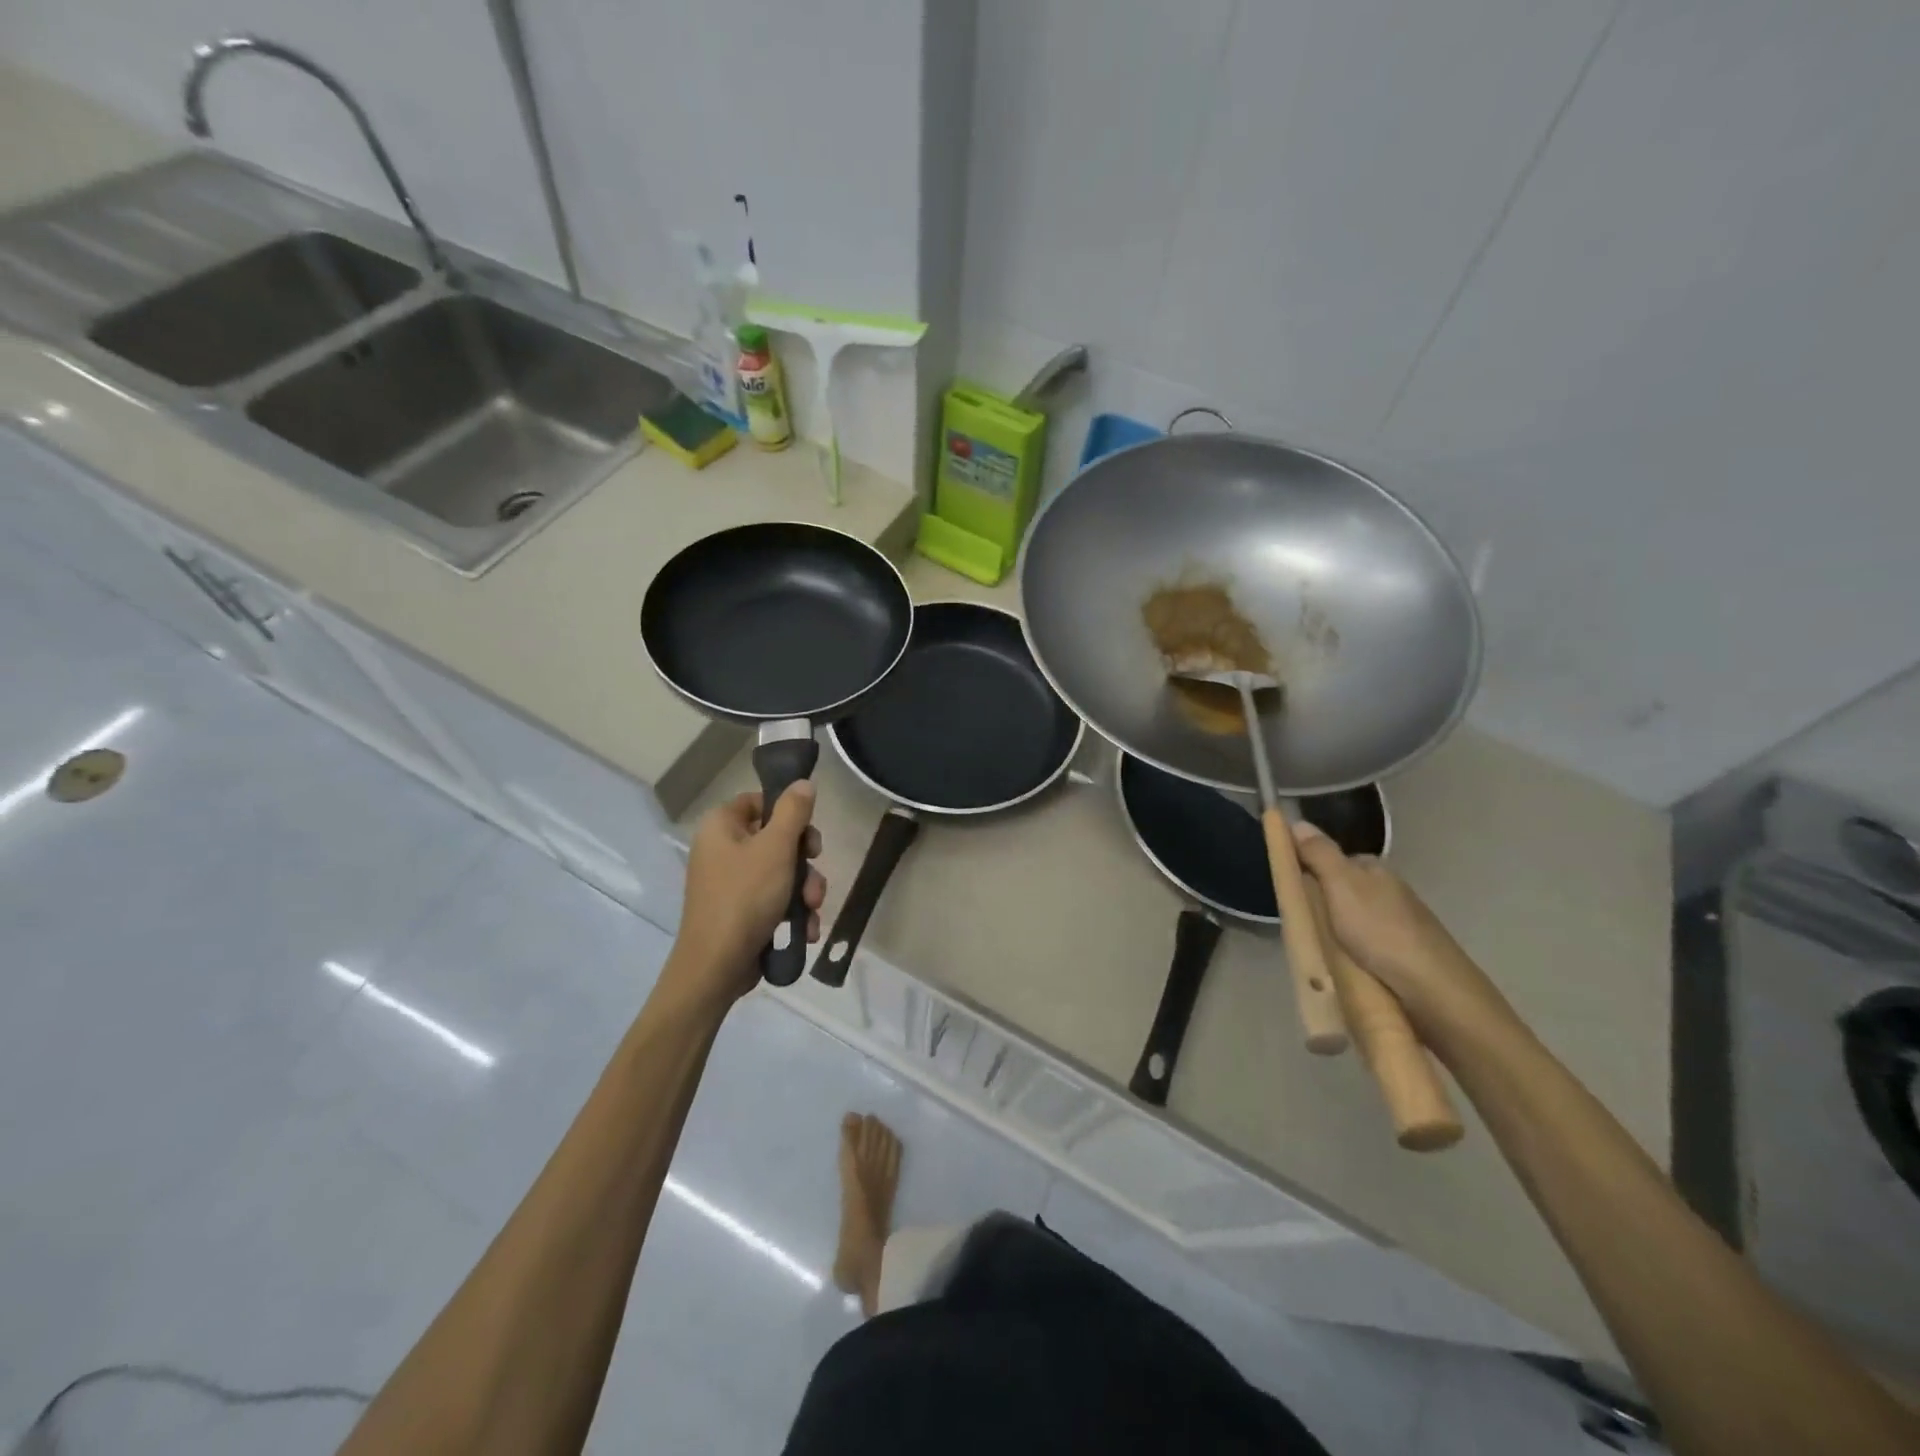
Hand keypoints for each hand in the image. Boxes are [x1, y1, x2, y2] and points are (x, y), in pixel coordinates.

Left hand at [665, 785, 824, 1007]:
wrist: (716, 966)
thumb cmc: (745, 897)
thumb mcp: (776, 848)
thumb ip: (794, 812)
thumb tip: (803, 783)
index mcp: (721, 826)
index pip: (758, 801)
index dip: (787, 812)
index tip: (808, 832)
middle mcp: (721, 849)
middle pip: (776, 838)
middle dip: (804, 861)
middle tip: (815, 872)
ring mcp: (729, 882)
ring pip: (781, 872)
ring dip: (804, 890)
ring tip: (812, 911)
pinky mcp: (739, 911)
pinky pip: (773, 899)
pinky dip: (791, 912)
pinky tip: (804, 930)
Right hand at [1291, 820, 1510, 1038]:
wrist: (1434, 989)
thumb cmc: (1381, 931)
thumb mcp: (1340, 885)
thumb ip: (1319, 854)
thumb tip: (1296, 820)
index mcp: (1375, 870)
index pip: (1333, 859)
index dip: (1310, 871)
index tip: (1292, 893)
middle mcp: (1390, 890)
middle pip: (1343, 889)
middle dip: (1324, 904)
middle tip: (1304, 924)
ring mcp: (1402, 922)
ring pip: (1356, 919)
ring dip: (1339, 930)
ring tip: (1322, 948)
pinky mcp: (1407, 953)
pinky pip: (1369, 944)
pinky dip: (1356, 951)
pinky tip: (1349, 964)